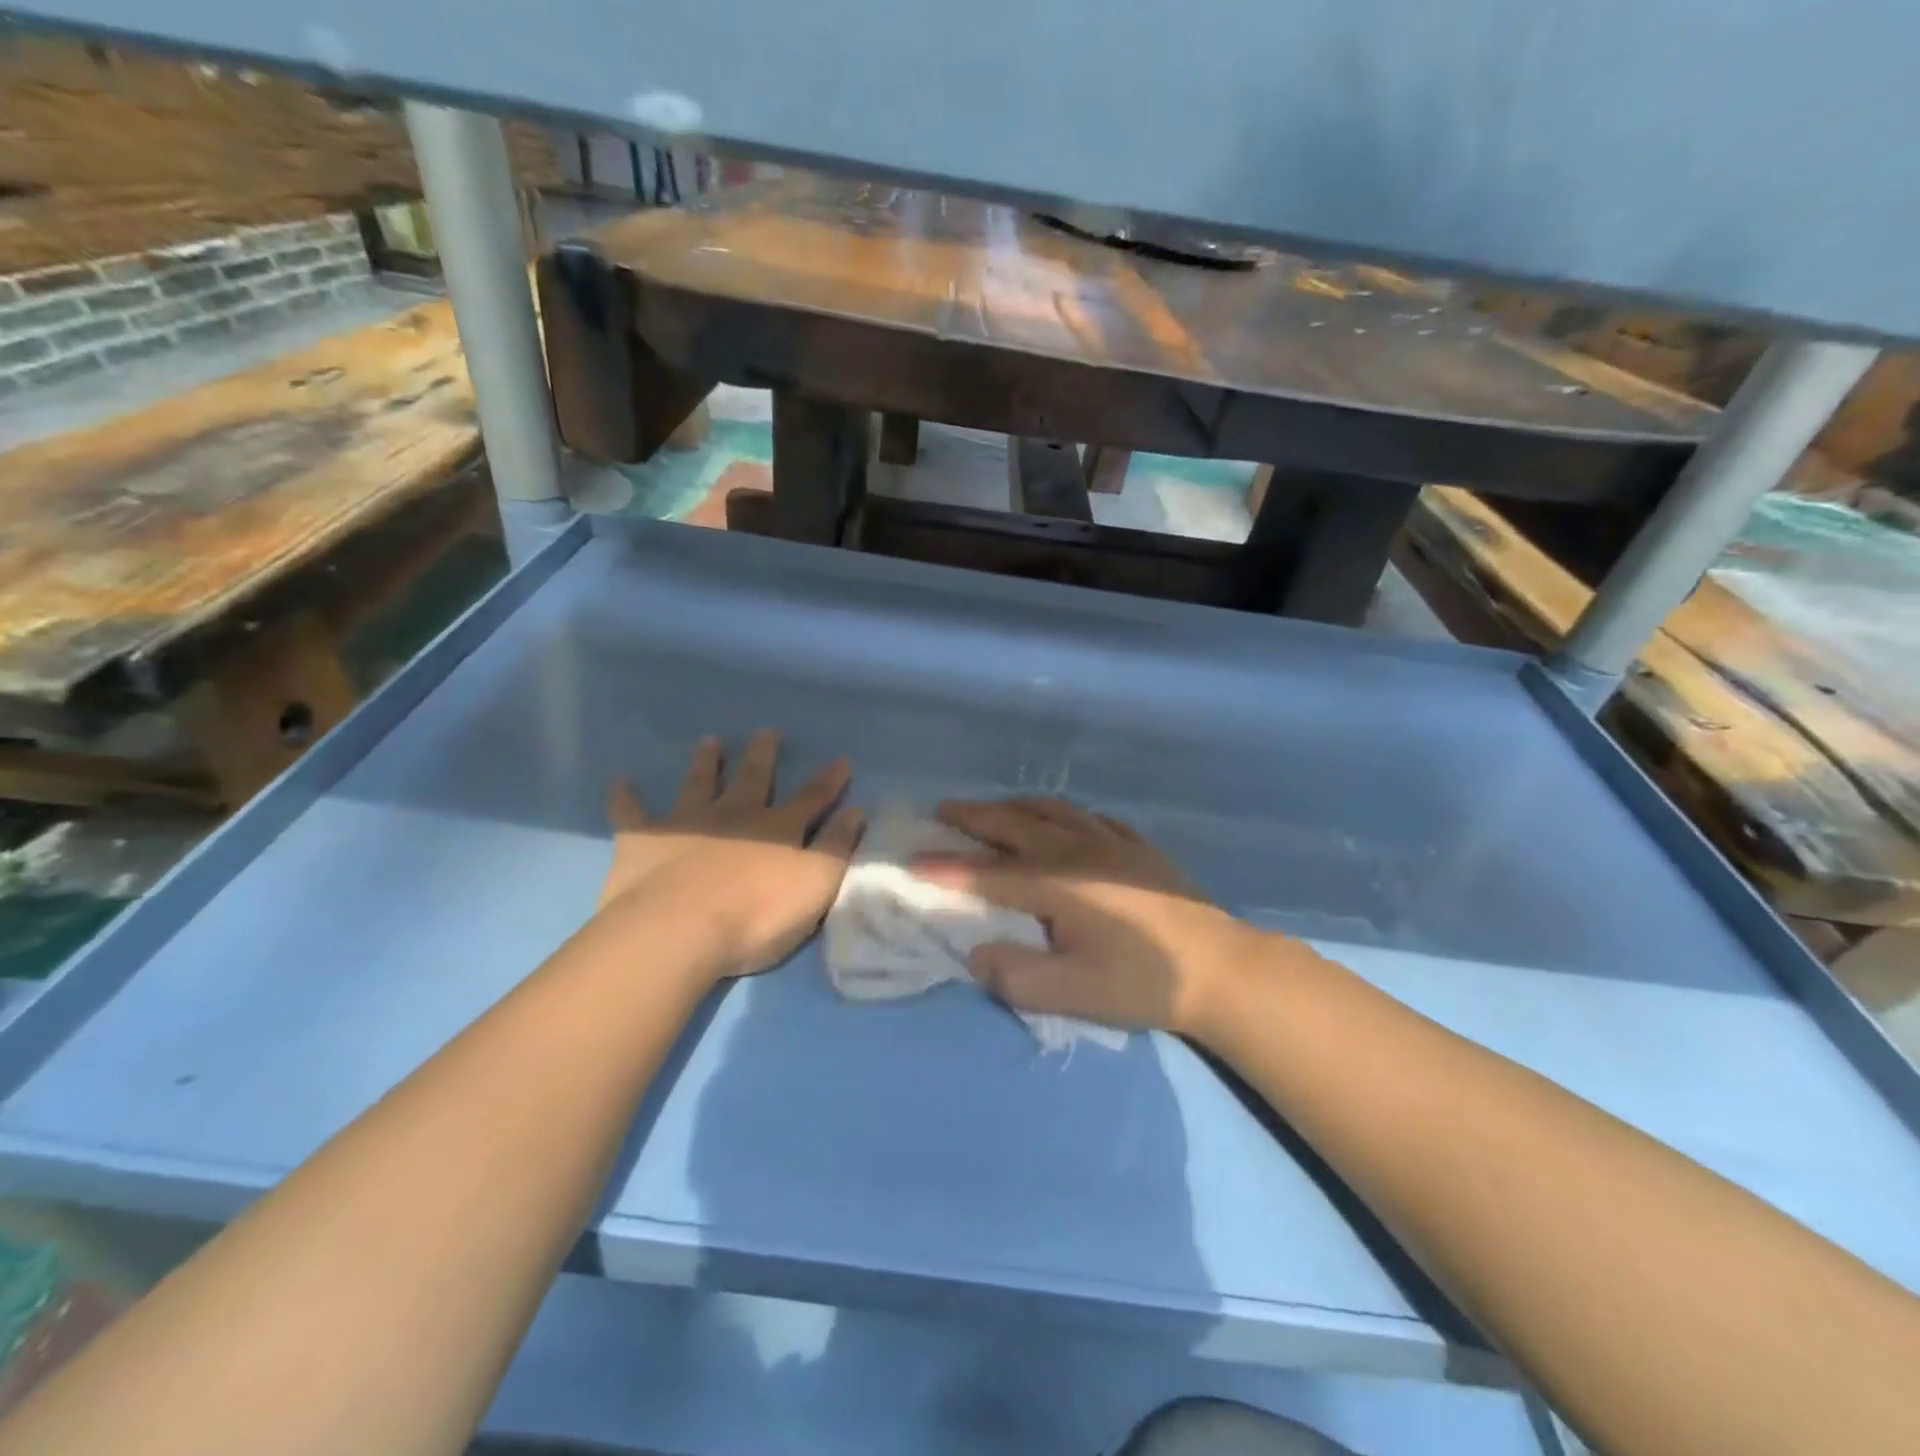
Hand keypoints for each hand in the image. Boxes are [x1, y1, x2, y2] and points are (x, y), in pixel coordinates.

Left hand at [599, 730, 863, 982]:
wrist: (679, 931)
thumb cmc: (757, 915)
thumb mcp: (816, 885)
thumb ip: (838, 847)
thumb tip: (856, 811)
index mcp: (778, 829)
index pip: (812, 798)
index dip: (829, 781)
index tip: (841, 760)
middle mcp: (734, 816)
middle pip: (753, 779)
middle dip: (762, 756)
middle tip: (766, 732)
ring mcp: (687, 825)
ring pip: (699, 784)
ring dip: (705, 763)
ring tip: (709, 741)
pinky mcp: (644, 842)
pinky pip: (632, 814)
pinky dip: (626, 797)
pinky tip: (619, 781)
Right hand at [918, 797, 1278, 1039]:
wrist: (1221, 969)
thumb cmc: (1143, 983)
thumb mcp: (1073, 994)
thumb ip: (1016, 976)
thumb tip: (977, 953)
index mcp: (1057, 884)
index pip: (988, 873)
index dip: (947, 867)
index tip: (911, 861)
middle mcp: (1078, 851)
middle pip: (1015, 824)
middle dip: (974, 816)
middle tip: (943, 810)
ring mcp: (1112, 843)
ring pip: (1053, 810)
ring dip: (1015, 806)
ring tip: (995, 809)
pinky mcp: (1139, 847)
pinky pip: (1091, 817)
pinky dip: (1063, 814)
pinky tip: (1064, 821)